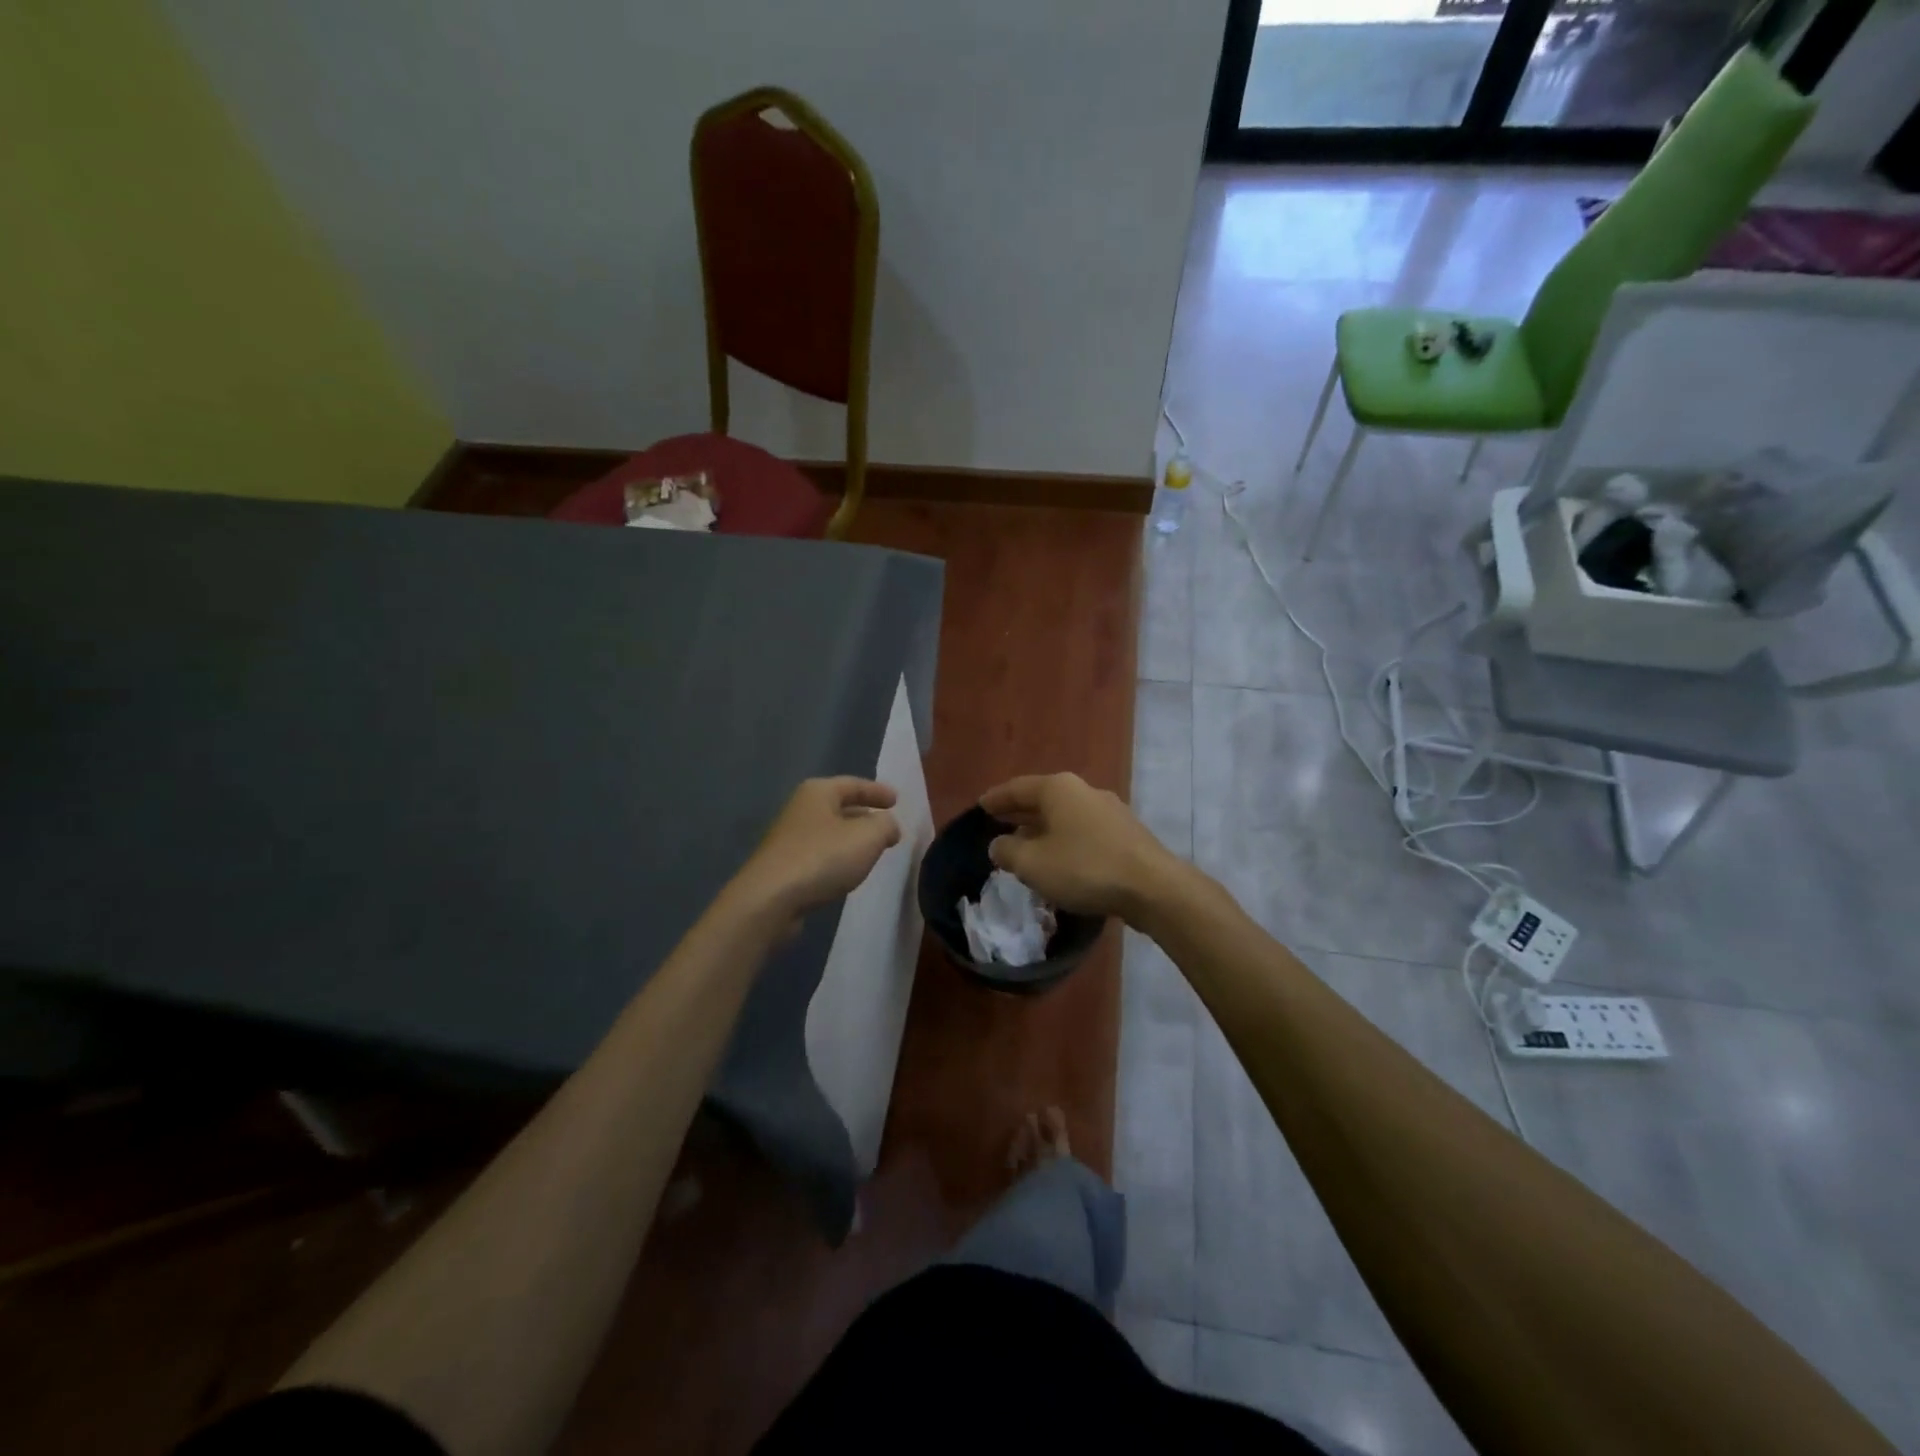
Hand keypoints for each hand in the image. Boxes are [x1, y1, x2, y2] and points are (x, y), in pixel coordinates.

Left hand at [732, 778, 901, 921]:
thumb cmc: (823, 858)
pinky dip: (837, 857)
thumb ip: (886, 825)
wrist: (770, 900)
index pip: (854, 784)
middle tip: (886, 826)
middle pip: (839, 806)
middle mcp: (800, 809)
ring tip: (872, 850)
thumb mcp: (868, 837)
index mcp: (818, 792)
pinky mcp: (783, 866)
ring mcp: (788, 838)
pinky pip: (819, 854)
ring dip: (850, 839)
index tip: (897, 801)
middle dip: (864, 815)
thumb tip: (888, 826)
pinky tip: (847, 872)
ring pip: (829, 832)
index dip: (877, 791)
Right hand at [979, 773, 1177, 923]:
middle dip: (1020, 812)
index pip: (1017, 788)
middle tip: (998, 822)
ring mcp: (1109, 810)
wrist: (1152, 887)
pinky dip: (1065, 839)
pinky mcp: (1125, 833)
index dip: (996, 799)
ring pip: (1065, 815)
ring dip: (1043, 828)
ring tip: (1026, 844)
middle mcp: (1084, 790)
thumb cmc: (1084, 868)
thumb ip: (1008, 851)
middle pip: (1043, 799)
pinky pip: (1084, 831)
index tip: (980, 806)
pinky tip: (1060, 859)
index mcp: (1058, 789)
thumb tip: (998, 844)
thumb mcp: (1033, 864)